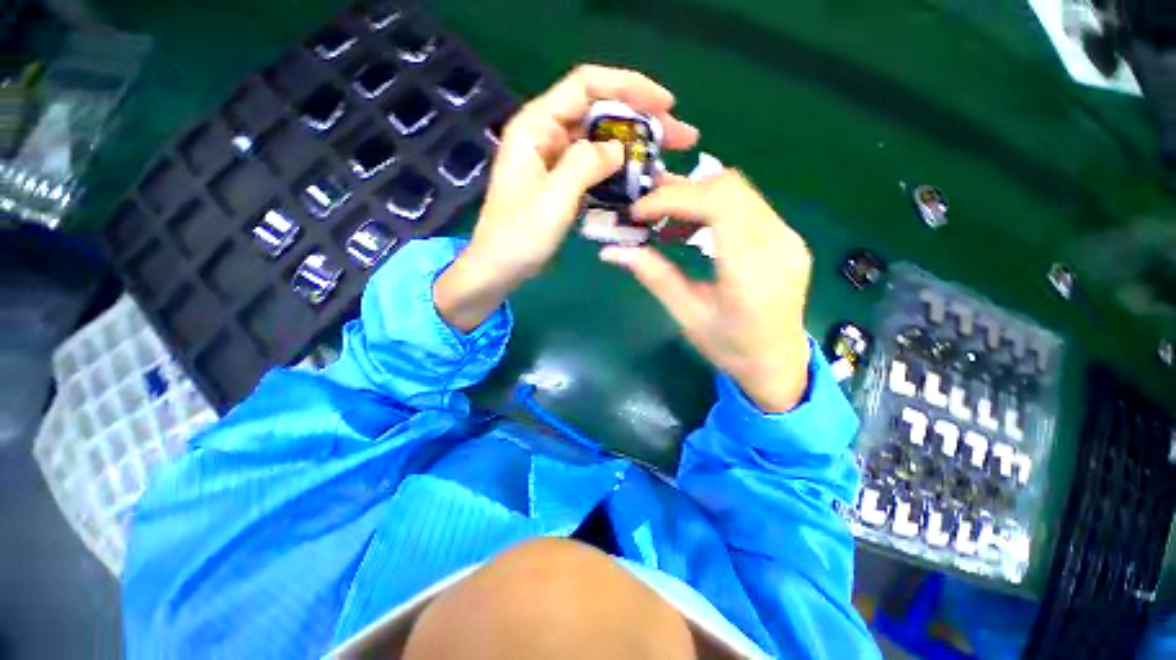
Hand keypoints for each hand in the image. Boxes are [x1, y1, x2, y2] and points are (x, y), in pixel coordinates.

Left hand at [435, 65, 698, 331]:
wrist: (500, 267)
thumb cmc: (519, 235)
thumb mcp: (553, 198)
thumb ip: (586, 164)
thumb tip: (619, 148)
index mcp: (537, 126)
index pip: (587, 85)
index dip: (629, 87)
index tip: (665, 104)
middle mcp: (548, 136)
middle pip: (601, 113)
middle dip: (643, 122)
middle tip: (682, 138)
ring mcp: (557, 162)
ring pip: (603, 144)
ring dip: (637, 152)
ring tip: (671, 165)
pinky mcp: (564, 184)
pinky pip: (598, 171)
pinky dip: (622, 176)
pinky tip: (644, 186)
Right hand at [600, 171, 812, 412]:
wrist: (778, 362)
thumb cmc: (730, 348)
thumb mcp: (687, 316)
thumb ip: (655, 277)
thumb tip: (612, 251)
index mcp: (751, 273)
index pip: (719, 206)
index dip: (674, 198)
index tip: (640, 211)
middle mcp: (778, 246)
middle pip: (730, 188)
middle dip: (682, 191)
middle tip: (647, 209)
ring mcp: (788, 238)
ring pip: (739, 191)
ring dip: (696, 196)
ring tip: (664, 217)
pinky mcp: (786, 237)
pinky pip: (747, 205)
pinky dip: (713, 207)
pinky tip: (691, 227)